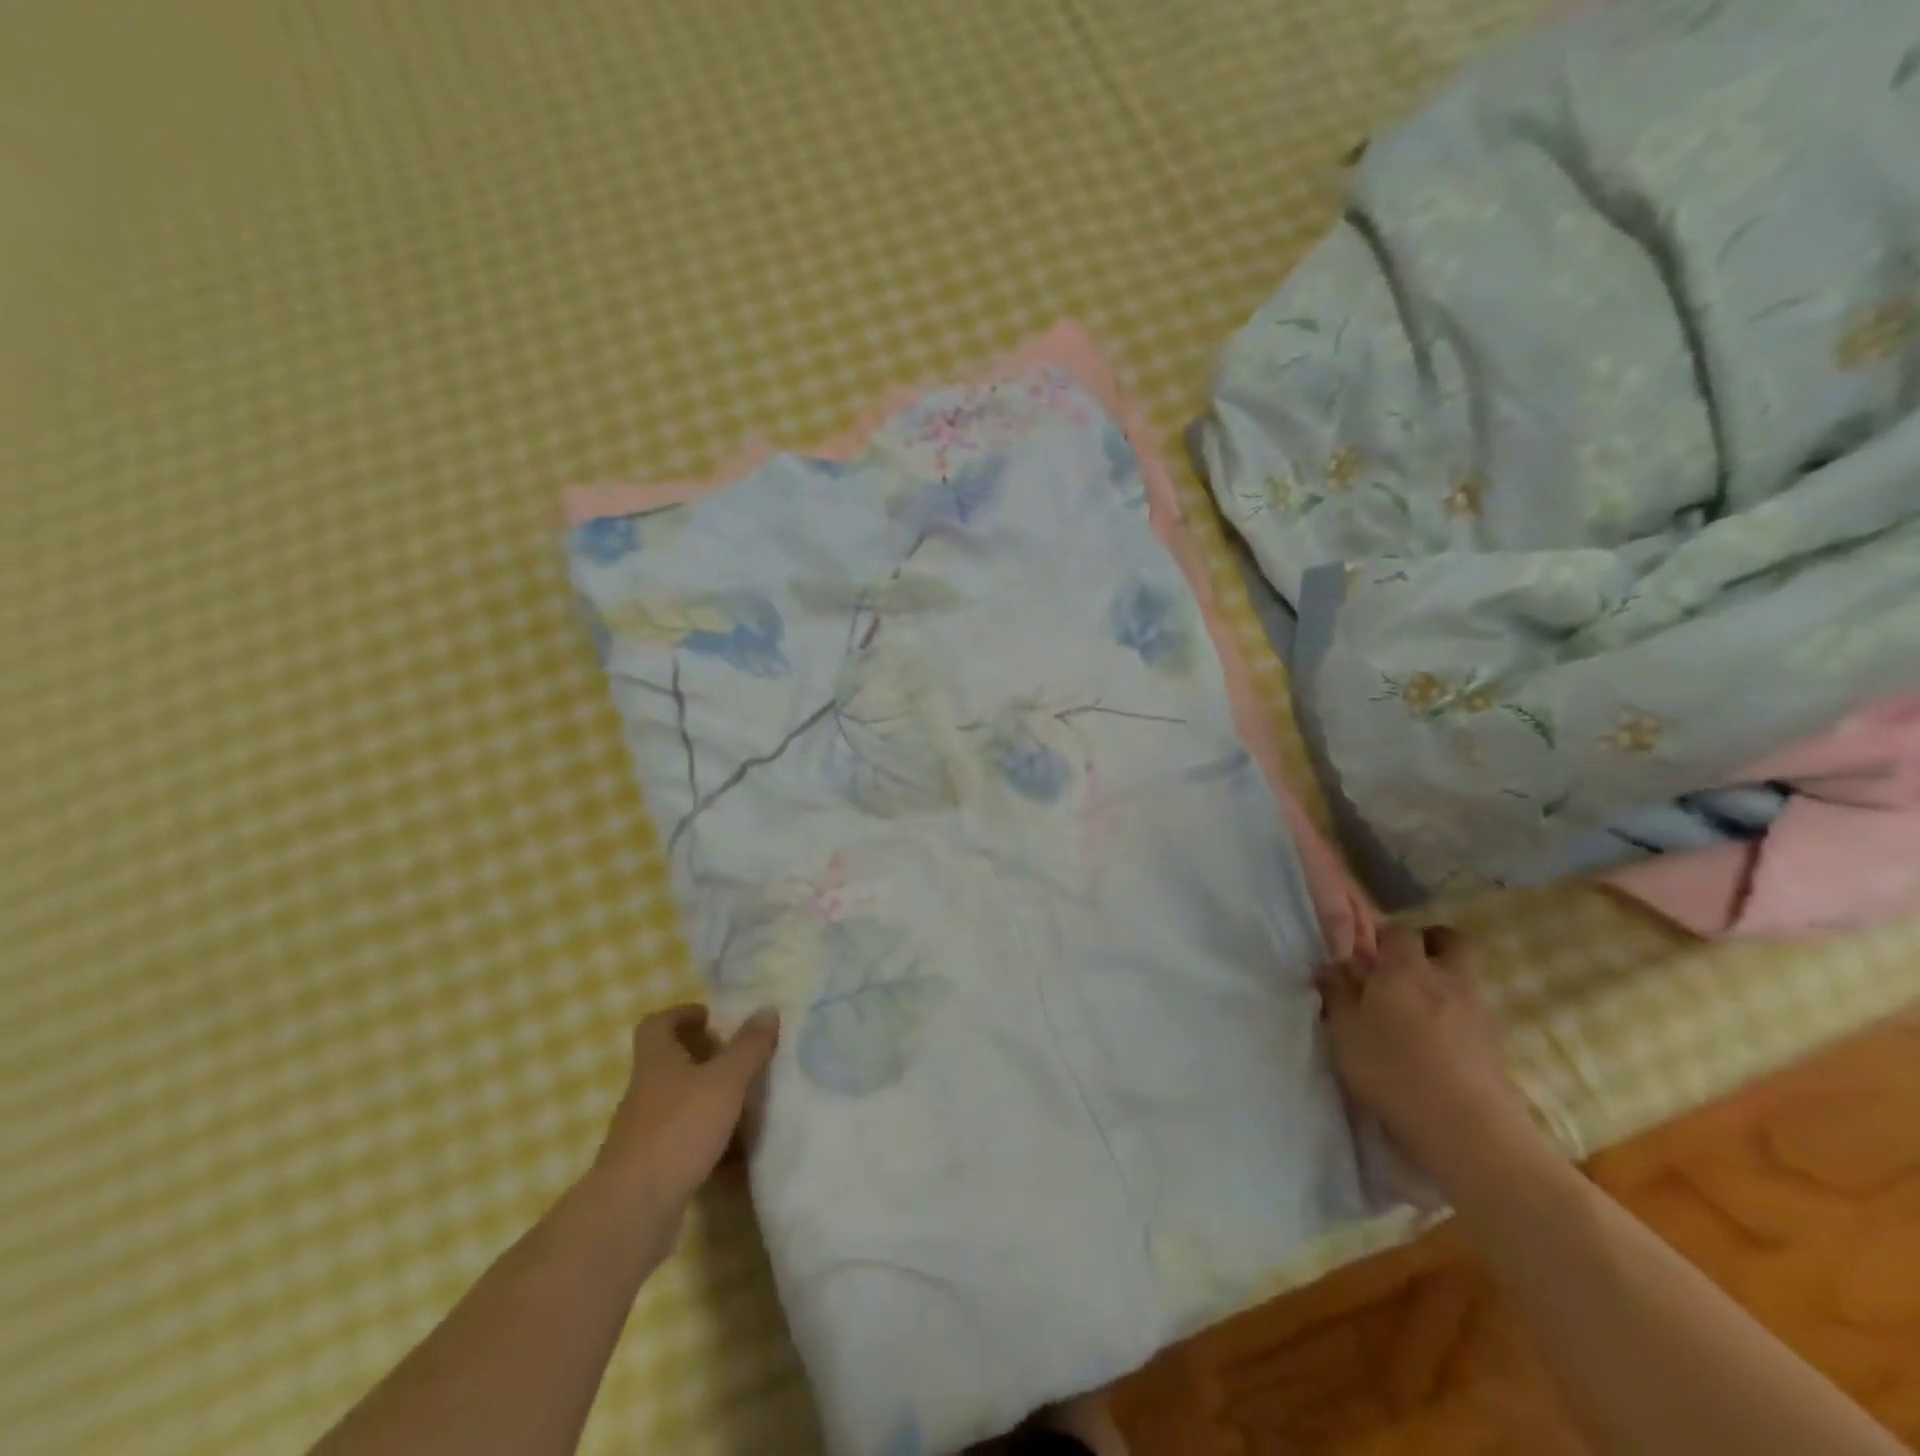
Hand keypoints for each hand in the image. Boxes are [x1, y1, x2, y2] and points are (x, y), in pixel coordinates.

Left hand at [592, 1004, 779, 1225]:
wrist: (633, 1210)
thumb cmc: (679, 1129)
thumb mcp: (724, 1081)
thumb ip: (748, 1047)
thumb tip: (767, 1009)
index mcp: (656, 1062)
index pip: (658, 1024)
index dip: (682, 1014)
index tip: (711, 1017)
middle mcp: (645, 1092)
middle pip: (670, 1063)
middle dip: (704, 1057)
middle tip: (739, 1058)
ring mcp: (644, 1132)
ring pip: (679, 1104)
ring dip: (708, 1099)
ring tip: (745, 1102)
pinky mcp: (651, 1168)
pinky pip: (683, 1141)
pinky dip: (707, 1140)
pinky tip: (735, 1151)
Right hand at [1317, 925, 1531, 1171]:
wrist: (1467, 1130)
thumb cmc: (1392, 1070)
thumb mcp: (1345, 1031)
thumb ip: (1337, 993)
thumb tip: (1329, 967)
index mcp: (1406, 969)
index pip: (1399, 931)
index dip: (1383, 938)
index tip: (1367, 955)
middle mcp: (1447, 979)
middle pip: (1451, 941)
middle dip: (1432, 944)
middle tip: (1407, 965)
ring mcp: (1479, 1012)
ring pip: (1466, 979)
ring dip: (1446, 983)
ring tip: (1420, 1013)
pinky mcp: (1498, 1046)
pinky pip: (1476, 1015)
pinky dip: (1460, 1019)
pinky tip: (1440, 1045)